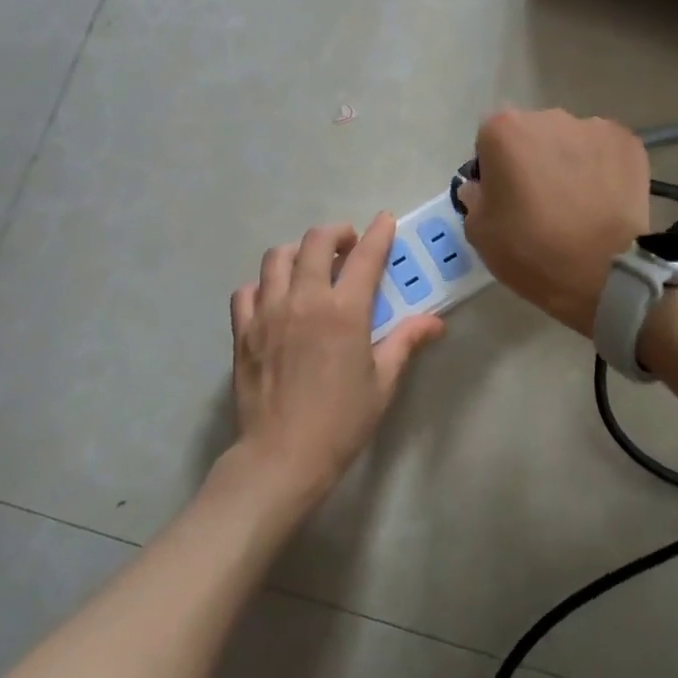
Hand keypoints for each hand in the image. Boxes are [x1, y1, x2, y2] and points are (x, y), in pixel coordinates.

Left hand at [228, 215, 443, 511]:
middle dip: (336, 233)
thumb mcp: (382, 382)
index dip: (378, 233)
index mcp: (344, 311)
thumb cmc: (341, 421)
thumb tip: (435, 322)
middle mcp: (303, 300)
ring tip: (310, 266)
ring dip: (297, 252)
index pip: (365, 256)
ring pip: (276, 258)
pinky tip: (275, 299)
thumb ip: (405, 342)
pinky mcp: (243, 331)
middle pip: (315, 242)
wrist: (281, 457)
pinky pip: (247, 291)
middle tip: (348, 245)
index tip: (385, 221)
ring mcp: (267, 313)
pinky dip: (263, 285)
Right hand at [460, 109, 650, 335]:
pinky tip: (604, 200)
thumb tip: (482, 187)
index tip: (505, 198)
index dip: (494, 169)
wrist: (604, 272)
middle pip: (532, 134)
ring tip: (579, 204)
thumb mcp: (480, 233)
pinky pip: (605, 151)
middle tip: (542, 202)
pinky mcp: (628, 143)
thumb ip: (474, 198)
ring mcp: (593, 127)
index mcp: (504, 131)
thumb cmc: (532, 251)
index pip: (489, 141)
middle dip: (533, 159)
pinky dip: (602, 169)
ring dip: (569, 163)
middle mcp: (548, 117)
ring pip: (571, 141)